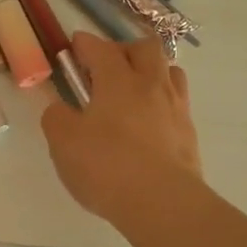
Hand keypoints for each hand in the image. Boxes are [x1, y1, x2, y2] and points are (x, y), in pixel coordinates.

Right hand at [41, 32, 202, 225]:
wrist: (162, 203)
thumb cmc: (106, 166)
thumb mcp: (63, 141)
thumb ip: (56, 118)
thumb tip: (60, 108)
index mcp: (118, 80)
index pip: (101, 48)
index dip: (84, 44)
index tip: (74, 46)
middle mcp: (151, 85)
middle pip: (145, 48)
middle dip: (124, 50)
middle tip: (106, 68)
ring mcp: (176, 108)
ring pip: (169, 72)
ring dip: (150, 72)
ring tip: (132, 92)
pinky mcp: (189, 134)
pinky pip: (176, 103)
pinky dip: (160, 103)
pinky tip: (147, 123)